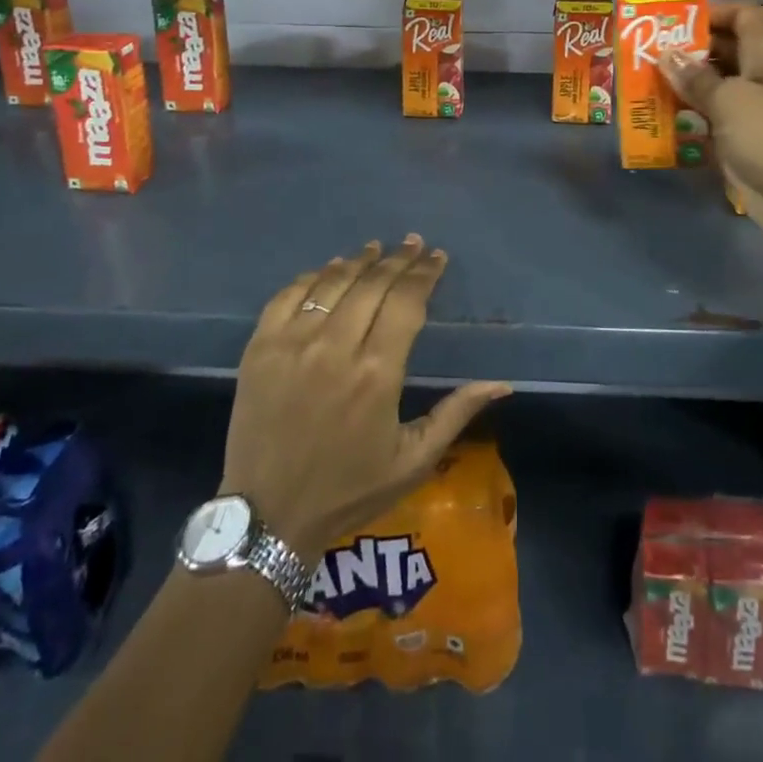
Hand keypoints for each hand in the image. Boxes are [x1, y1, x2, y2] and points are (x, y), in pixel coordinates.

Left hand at [220, 235, 510, 560]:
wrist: (267, 518)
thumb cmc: (348, 490)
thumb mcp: (413, 460)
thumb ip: (457, 413)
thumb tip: (502, 383)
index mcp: (377, 374)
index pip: (406, 302)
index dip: (424, 274)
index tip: (437, 256)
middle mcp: (335, 348)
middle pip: (373, 284)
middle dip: (398, 259)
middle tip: (413, 244)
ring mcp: (292, 344)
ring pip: (333, 282)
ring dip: (359, 260)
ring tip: (377, 248)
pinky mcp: (260, 348)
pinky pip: (289, 295)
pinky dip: (313, 276)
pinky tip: (330, 269)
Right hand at [662, 2, 762, 271]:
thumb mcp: (730, 100)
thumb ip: (695, 77)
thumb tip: (666, 55)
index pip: (739, 13)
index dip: (707, 12)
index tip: (666, 21)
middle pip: (721, 49)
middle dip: (684, 50)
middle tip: (639, 53)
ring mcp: (755, 108)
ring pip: (712, 86)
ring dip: (680, 86)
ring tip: (638, 84)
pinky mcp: (746, 140)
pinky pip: (711, 119)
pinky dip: (687, 117)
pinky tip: (654, 119)